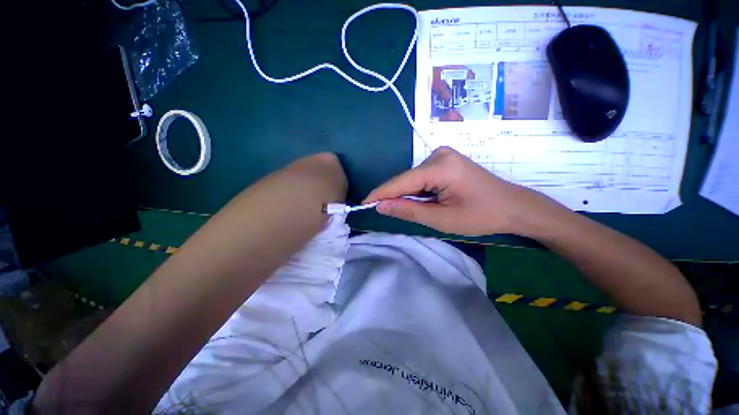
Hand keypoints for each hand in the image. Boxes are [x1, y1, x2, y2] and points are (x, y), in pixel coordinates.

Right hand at [364, 147, 564, 235]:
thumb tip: (381, 206)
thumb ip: (409, 210)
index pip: (401, 181)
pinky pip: (422, 177)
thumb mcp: (442, 219)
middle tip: (389, 214)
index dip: (381, 193)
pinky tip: (424, 201)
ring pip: (413, 178)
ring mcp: (443, 155)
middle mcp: (439, 155)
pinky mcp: (446, 160)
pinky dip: (418, 190)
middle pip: (406, 179)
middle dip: (396, 196)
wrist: (514, 207)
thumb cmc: (481, 216)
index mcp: (440, 167)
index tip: (364, 204)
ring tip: (412, 210)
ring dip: (408, 195)